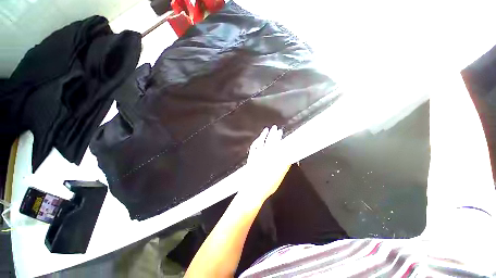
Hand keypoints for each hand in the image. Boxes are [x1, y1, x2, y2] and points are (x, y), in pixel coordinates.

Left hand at [241, 125, 290, 201]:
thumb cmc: (268, 184)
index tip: (281, 132)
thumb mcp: (279, 175)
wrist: (253, 189)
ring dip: (264, 135)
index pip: (277, 145)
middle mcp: (264, 154)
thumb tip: (288, 156)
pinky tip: (258, 139)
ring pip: (261, 142)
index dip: (280, 138)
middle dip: (273, 134)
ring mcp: (256, 155)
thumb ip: (284, 165)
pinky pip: (253, 147)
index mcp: (272, 157)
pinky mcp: (251, 157)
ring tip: (267, 129)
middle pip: (270, 142)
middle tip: (276, 127)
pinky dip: (256, 142)